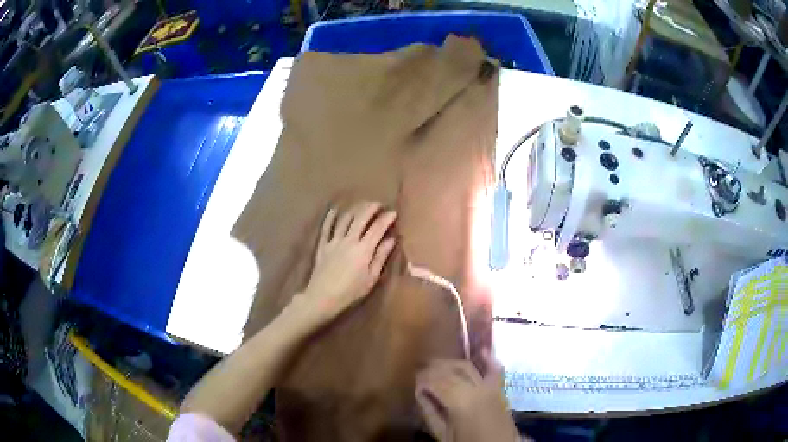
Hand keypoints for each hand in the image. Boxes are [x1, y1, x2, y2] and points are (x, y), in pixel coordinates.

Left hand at [295, 201, 396, 325]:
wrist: (322, 298)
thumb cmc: (351, 292)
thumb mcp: (371, 277)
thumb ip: (381, 256)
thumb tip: (391, 239)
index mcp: (364, 249)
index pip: (377, 228)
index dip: (386, 218)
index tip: (393, 212)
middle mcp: (349, 240)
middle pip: (361, 217)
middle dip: (371, 208)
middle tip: (378, 204)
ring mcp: (334, 241)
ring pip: (345, 219)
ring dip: (354, 209)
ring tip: (361, 206)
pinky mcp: (322, 245)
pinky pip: (326, 227)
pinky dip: (330, 217)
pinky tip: (334, 210)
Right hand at [415, 351, 520, 441]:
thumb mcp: (443, 434)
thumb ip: (430, 412)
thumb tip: (419, 392)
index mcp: (460, 401)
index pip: (436, 380)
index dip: (422, 377)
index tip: (412, 378)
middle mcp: (476, 388)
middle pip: (451, 369)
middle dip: (433, 367)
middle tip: (419, 372)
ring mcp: (491, 387)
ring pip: (468, 366)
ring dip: (451, 363)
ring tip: (437, 366)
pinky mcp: (500, 390)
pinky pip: (494, 370)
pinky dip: (488, 360)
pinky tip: (482, 351)